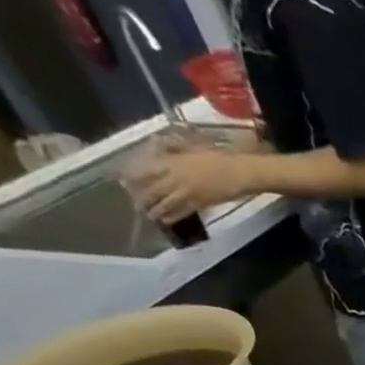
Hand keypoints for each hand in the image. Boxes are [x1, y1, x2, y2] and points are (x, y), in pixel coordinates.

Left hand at [129, 144, 250, 222]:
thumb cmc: (219, 156)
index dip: (133, 176)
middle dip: (141, 197)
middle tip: (135, 203)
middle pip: (152, 189)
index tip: (124, 181)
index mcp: (172, 162)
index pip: (145, 170)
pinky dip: (172, 217)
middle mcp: (175, 178)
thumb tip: (157, 143)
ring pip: (164, 203)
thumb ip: (174, 146)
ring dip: (155, 209)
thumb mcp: (192, 145)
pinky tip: (166, 220)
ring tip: (149, 215)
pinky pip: (182, 211)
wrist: (240, 172)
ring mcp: (187, 192)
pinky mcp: (201, 204)